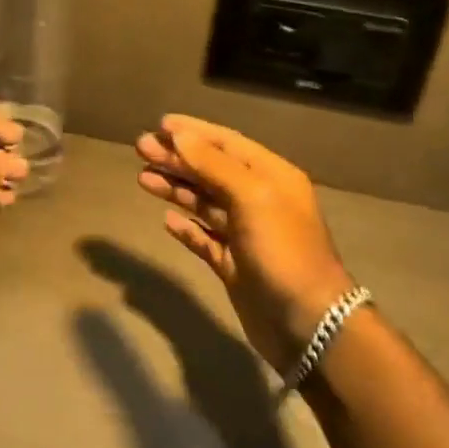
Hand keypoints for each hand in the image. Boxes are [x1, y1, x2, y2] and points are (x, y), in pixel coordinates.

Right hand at [135, 114, 357, 370]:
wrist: (307, 322)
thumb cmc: (283, 250)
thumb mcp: (252, 197)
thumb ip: (214, 164)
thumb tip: (180, 135)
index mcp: (271, 176)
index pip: (227, 143)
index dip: (194, 132)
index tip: (160, 124)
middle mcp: (258, 200)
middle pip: (211, 170)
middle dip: (177, 158)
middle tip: (140, 148)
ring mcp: (245, 234)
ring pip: (204, 202)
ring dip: (175, 187)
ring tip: (143, 178)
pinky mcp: (234, 264)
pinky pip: (204, 238)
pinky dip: (186, 227)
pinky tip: (166, 219)